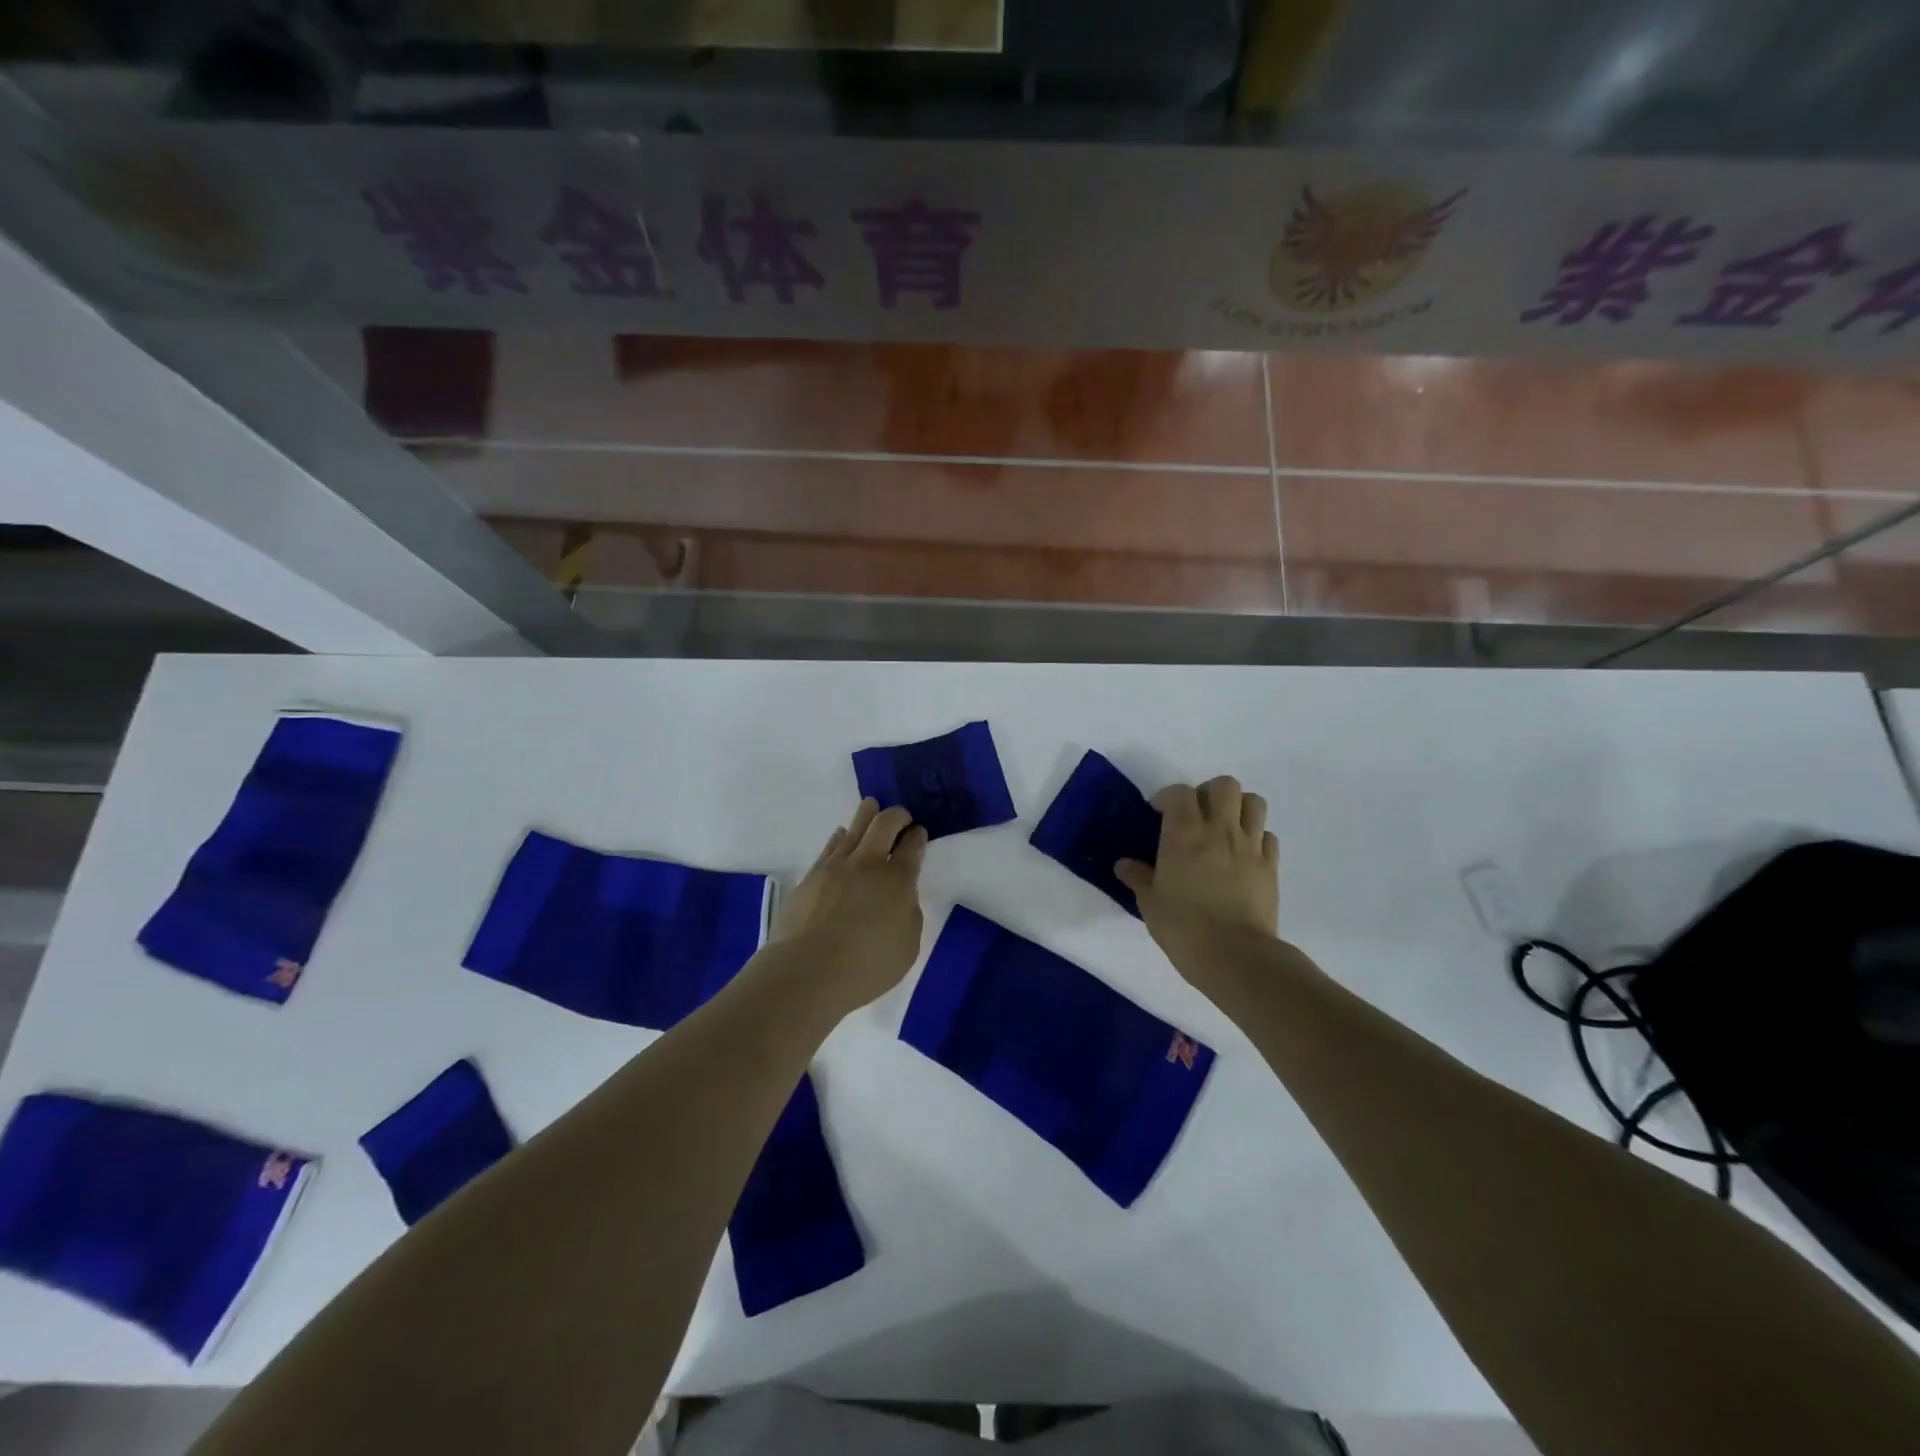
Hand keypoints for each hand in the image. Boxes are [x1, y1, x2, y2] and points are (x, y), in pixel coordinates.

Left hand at [769, 798, 927, 1013]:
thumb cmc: (866, 966)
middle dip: (897, 815)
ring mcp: (837, 865)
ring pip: (856, 825)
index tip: (919, 834)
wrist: (808, 971)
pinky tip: (844, 836)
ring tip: (872, 810)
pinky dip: (842, 836)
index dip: (918, 835)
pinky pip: (832, 844)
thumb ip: (908, 914)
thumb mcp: (907, 946)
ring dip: (868, 815)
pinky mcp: (812, 873)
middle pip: (885, 822)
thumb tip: (900, 898)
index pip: (913, 844)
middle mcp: (869, 863)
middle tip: (902, 818)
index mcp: (899, 879)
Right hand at [1116, 775, 1279, 981]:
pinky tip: (1243, 855)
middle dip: (1209, 793)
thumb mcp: (1150, 903)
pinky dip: (1256, 837)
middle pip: (1225, 785)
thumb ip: (1138, 878)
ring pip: (1254, 802)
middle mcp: (1220, 829)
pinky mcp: (1271, 866)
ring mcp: (1250, 846)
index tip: (1158, 813)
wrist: (1234, 956)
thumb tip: (1124, 865)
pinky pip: (1268, 836)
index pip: (1180, 792)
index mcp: (1184, 833)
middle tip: (1196, 815)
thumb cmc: (1183, 927)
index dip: (1168, 797)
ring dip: (1238, 807)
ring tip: (1224, 827)